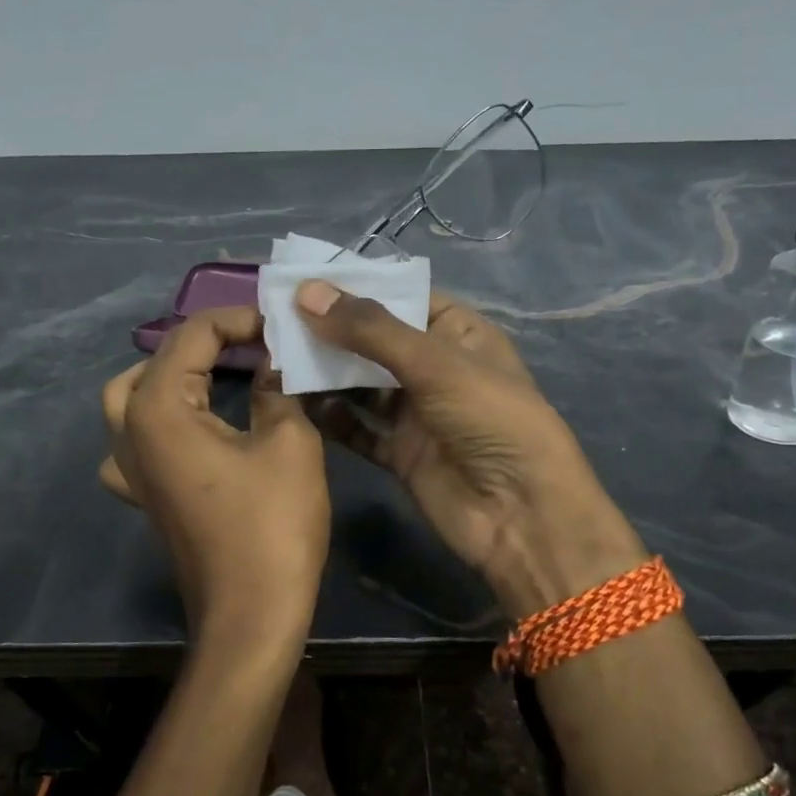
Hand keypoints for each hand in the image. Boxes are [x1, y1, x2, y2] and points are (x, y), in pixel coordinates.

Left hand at [99, 306, 329, 654]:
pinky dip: (162, 420)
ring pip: (134, 397)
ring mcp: (131, 469)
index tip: (281, 326)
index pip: (193, 335)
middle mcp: (131, 432)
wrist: (251, 614)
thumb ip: (276, 388)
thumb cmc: (271, 524)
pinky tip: (193, 430)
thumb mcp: (288, 442)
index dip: (239, 319)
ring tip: (219, 376)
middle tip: (254, 347)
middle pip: (157, 361)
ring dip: (173, 376)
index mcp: (159, 408)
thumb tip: (273, 361)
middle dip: (205, 343)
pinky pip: (137, 440)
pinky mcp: (145, 495)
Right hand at [295, 282, 644, 618]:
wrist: (521, 516)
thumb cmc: (490, 420)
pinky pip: (358, 427)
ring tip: (275, 354)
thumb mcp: (435, 363)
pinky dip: (331, 416)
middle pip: (375, 341)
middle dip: (331, 329)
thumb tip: (306, 292)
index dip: (357, 287)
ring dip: (325, 372)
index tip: (302, 279)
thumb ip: (370, 330)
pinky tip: (294, 401)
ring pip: (362, 384)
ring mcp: (417, 413)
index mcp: (459, 334)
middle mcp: (436, 369)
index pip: (403, 297)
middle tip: (275, 316)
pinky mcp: (400, 453)